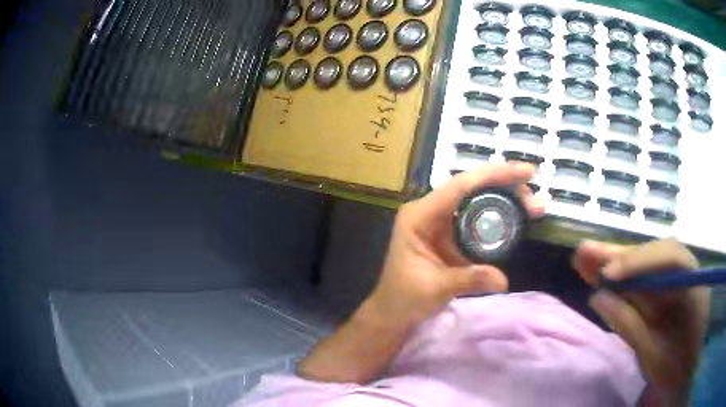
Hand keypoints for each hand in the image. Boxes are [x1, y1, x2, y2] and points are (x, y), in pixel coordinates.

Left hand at [297, 163, 541, 383]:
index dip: (494, 175)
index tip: (525, 172)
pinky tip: (517, 217)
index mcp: (419, 215)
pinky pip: (477, 216)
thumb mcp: (436, 288)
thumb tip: (504, 280)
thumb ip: (468, 280)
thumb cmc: (404, 299)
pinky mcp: (449, 233)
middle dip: (505, 186)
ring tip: (533, 206)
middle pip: (471, 187)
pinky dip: (499, 215)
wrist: (392, 312)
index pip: (460, 186)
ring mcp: (439, 220)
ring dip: (505, 199)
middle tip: (535, 197)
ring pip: (476, 199)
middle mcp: (429, 210)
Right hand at [573, 239, 710, 403]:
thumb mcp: (654, 357)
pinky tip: (598, 272)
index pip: (671, 258)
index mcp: (694, 287)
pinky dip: (620, 278)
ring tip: (583, 257)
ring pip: (645, 266)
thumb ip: (631, 326)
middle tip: (585, 253)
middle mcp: (687, 274)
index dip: (640, 261)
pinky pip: (642, 281)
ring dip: (615, 262)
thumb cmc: (674, 370)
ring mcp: (676, 281)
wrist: (684, 374)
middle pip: (653, 256)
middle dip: (620, 256)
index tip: (607, 275)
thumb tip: (599, 297)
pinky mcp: (665, 291)